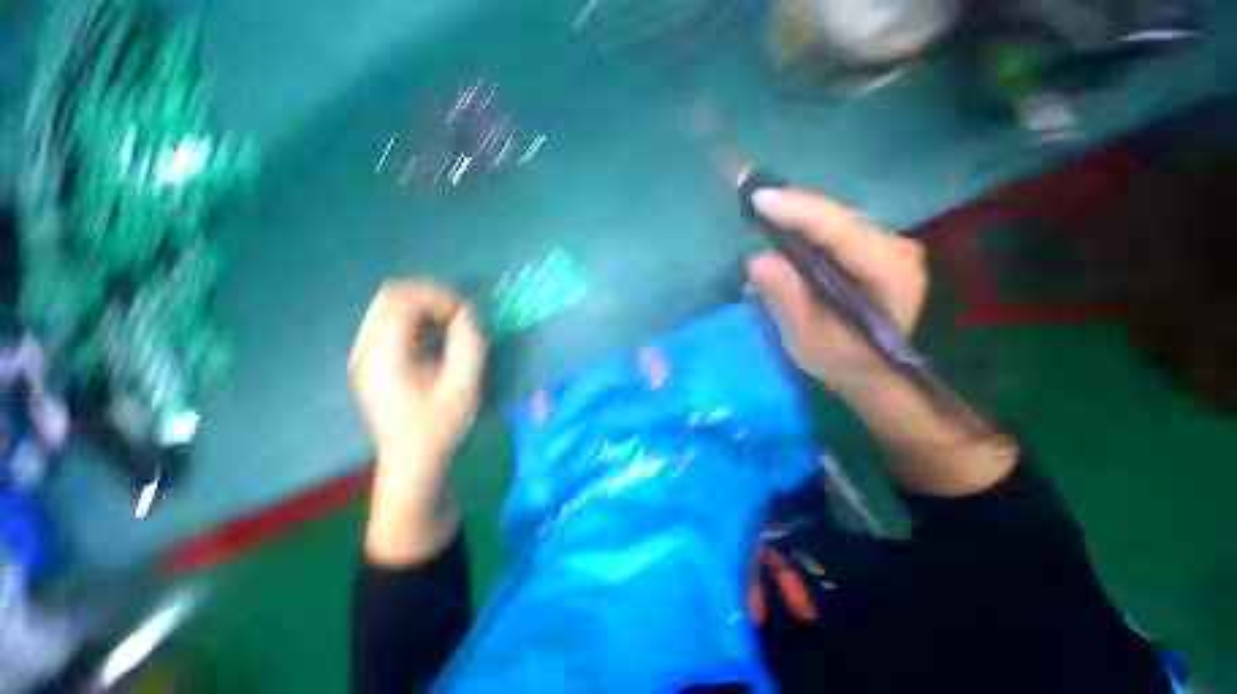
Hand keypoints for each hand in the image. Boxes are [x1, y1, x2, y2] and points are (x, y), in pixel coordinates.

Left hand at [350, 281, 484, 463]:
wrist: (412, 462)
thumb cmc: (440, 427)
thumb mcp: (464, 386)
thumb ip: (468, 344)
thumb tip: (465, 313)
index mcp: (384, 355)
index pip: (403, 299)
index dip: (439, 298)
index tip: (465, 316)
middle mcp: (365, 349)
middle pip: (390, 296)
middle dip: (429, 298)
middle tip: (457, 317)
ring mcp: (364, 355)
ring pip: (389, 307)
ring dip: (423, 308)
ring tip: (449, 327)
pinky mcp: (370, 362)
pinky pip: (390, 323)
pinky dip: (415, 321)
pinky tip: (434, 339)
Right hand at [746, 189, 927, 397]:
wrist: (871, 372)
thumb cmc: (841, 361)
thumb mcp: (808, 338)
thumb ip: (786, 298)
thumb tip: (757, 259)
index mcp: (889, 275)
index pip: (841, 231)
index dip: (800, 212)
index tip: (760, 200)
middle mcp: (897, 251)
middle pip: (840, 218)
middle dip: (795, 210)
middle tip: (755, 203)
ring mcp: (891, 247)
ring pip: (838, 220)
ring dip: (799, 216)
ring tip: (764, 212)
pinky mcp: (878, 250)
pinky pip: (838, 229)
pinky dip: (808, 228)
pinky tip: (785, 228)